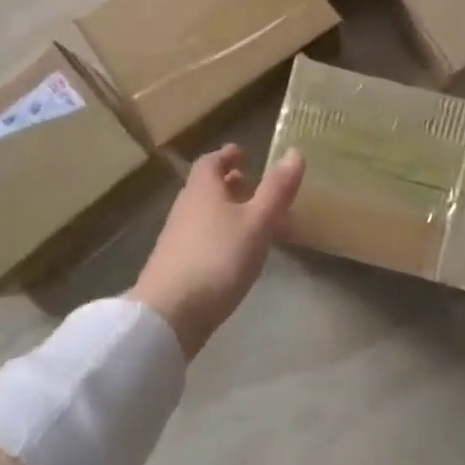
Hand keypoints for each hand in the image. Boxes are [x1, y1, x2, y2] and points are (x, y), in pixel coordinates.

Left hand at [129, 145, 304, 359]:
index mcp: (202, 189)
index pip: (212, 161)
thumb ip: (276, 190)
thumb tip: (295, 152)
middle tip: (256, 188)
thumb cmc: (218, 259)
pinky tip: (238, 254)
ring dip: (229, 211)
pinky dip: (223, 235)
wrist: (170, 312)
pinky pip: (204, 238)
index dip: (228, 156)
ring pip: (206, 214)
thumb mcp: (257, 222)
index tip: (244, 154)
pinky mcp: (177, 264)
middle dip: (232, 184)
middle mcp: (186, 207)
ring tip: (256, 222)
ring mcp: (178, 237)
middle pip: (208, 188)